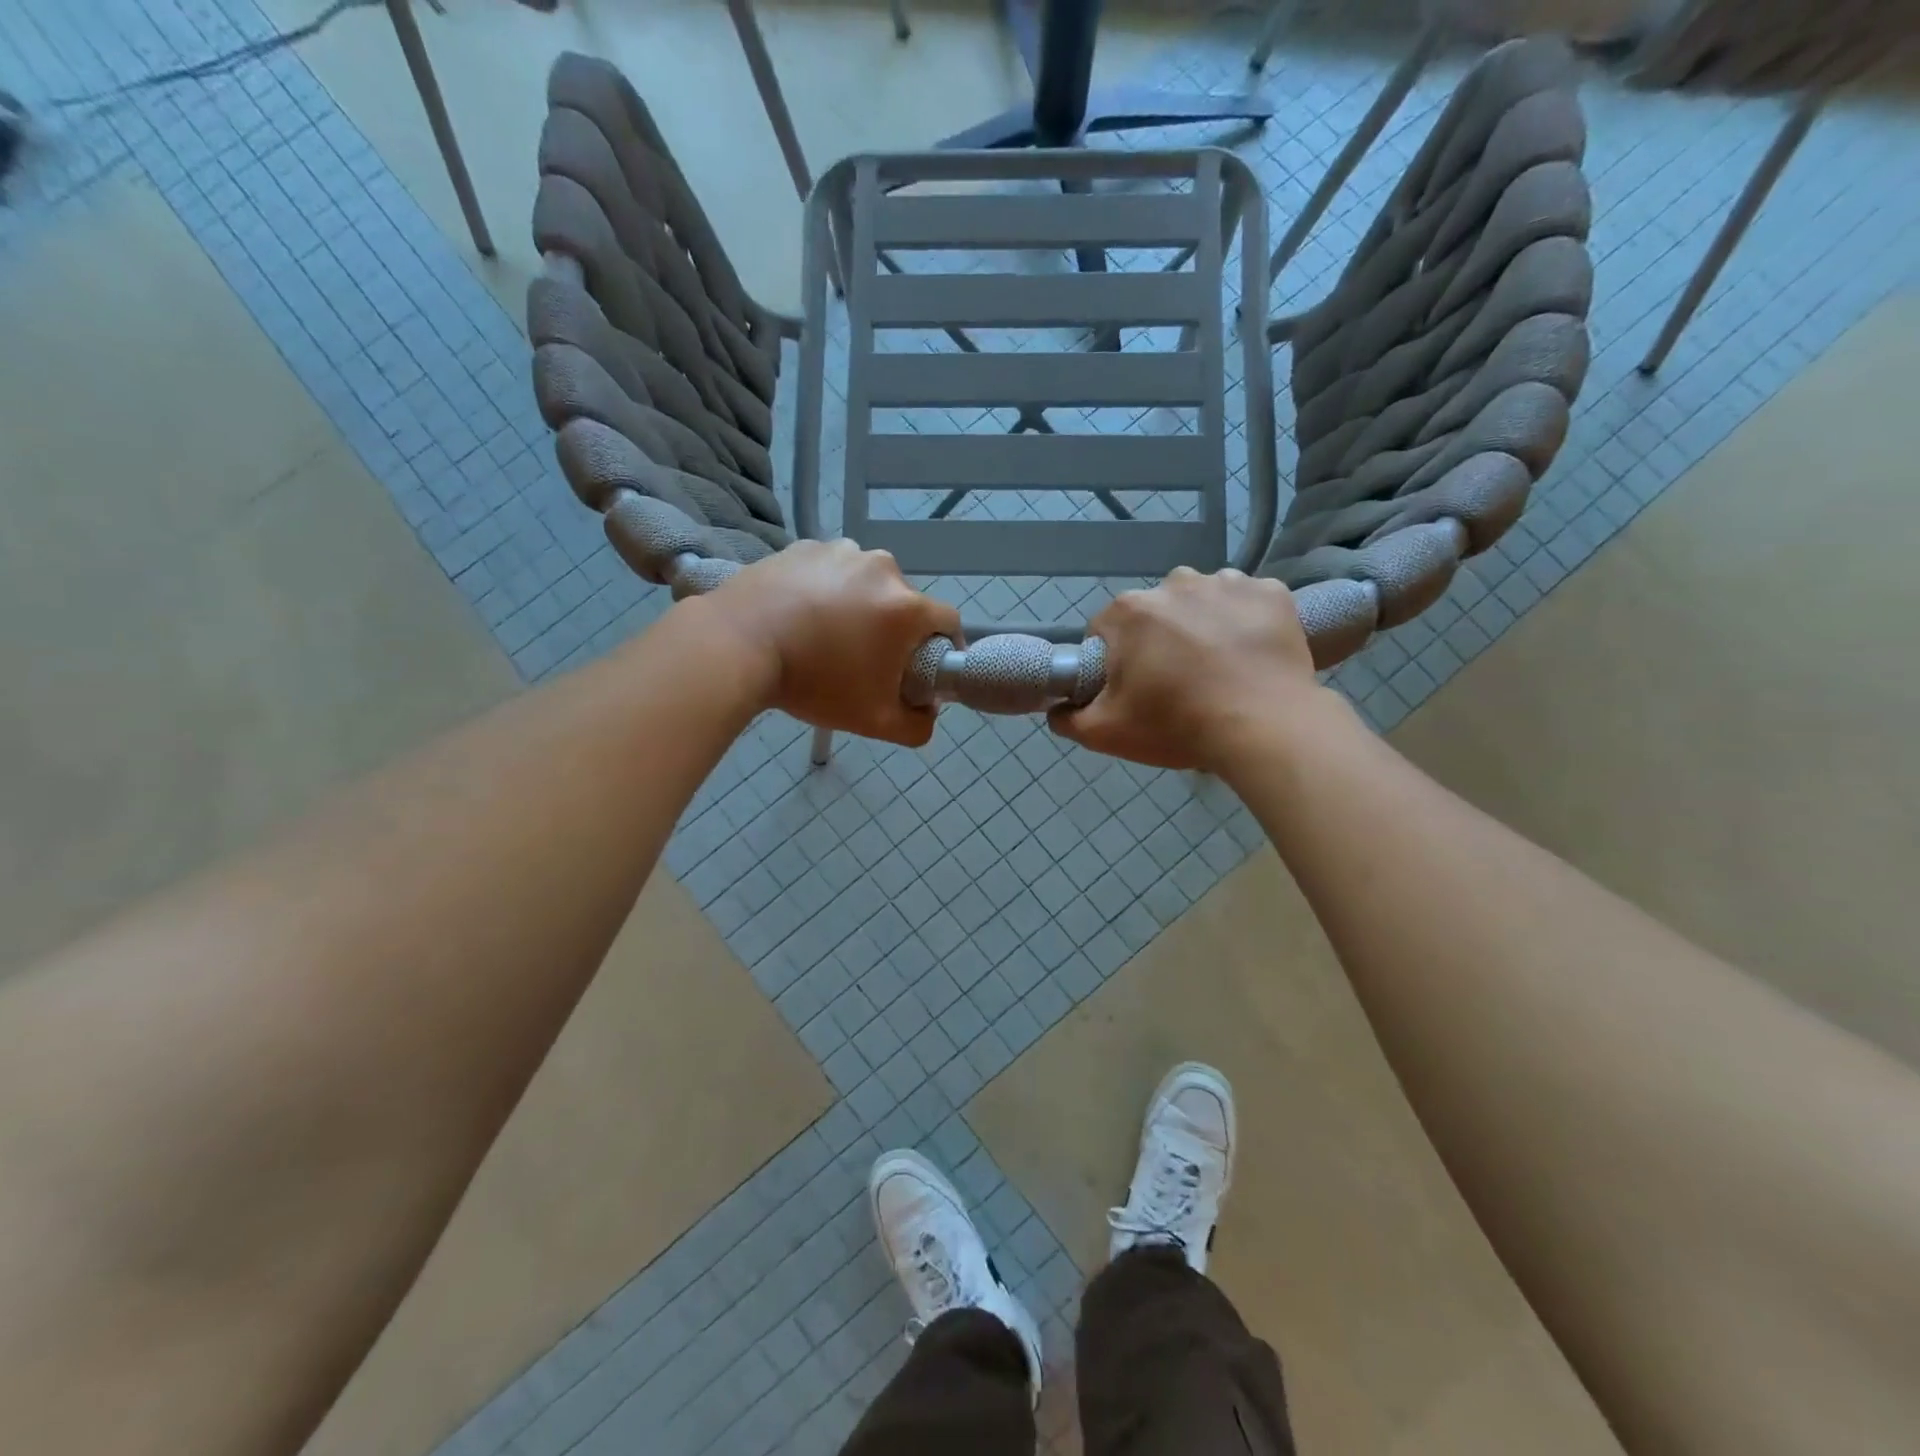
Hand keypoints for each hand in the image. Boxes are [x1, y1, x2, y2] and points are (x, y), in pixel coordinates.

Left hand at [696, 539, 960, 746]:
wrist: (736, 644)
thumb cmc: (813, 683)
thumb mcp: (874, 722)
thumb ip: (917, 726)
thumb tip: (928, 713)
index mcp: (907, 606)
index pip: (948, 623)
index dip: (942, 649)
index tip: (921, 669)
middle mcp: (882, 567)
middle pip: (905, 603)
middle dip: (894, 630)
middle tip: (865, 660)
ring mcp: (841, 551)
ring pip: (867, 584)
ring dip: (860, 606)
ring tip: (827, 635)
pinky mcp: (804, 545)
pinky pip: (830, 570)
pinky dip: (826, 589)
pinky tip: (801, 614)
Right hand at [1050, 567, 1323, 772]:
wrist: (1264, 728)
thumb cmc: (1177, 725)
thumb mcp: (1106, 733)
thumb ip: (1068, 718)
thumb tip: (1057, 708)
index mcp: (1129, 611)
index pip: (1106, 631)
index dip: (1115, 662)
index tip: (1133, 689)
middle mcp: (1174, 583)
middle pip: (1154, 613)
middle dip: (1158, 641)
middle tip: (1177, 684)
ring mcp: (1227, 583)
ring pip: (1202, 602)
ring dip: (1202, 626)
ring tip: (1219, 669)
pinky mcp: (1271, 593)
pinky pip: (1247, 602)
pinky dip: (1245, 622)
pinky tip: (1250, 655)